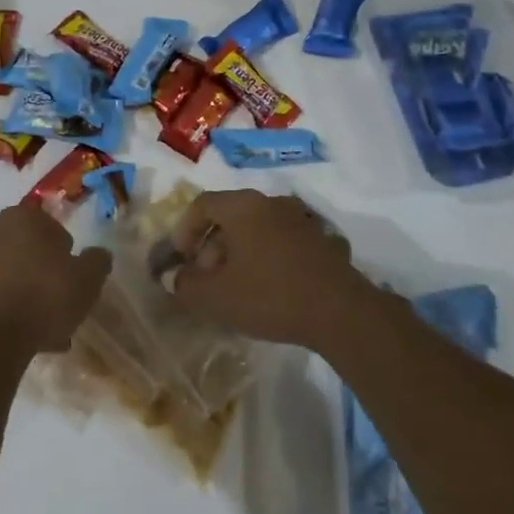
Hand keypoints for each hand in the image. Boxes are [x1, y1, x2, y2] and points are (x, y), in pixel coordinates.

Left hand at [0, 205, 110, 353]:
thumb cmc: (45, 295)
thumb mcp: (88, 277)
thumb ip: (97, 260)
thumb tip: (98, 254)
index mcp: (20, 218)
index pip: (49, 225)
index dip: (64, 249)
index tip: (72, 271)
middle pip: (26, 250)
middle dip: (42, 271)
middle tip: (61, 297)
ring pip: (10, 276)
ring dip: (26, 294)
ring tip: (47, 327)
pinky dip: (9, 312)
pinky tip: (27, 336)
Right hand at [167, 190, 368, 348]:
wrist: (339, 311)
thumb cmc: (269, 295)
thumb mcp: (216, 297)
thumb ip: (185, 285)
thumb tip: (173, 277)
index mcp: (243, 206)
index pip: (202, 204)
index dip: (184, 230)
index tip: (180, 259)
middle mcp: (271, 202)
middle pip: (229, 216)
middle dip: (210, 246)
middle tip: (205, 279)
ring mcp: (299, 219)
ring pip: (255, 229)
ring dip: (237, 253)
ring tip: (233, 288)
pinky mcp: (319, 240)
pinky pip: (278, 241)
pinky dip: (263, 258)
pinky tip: (265, 289)